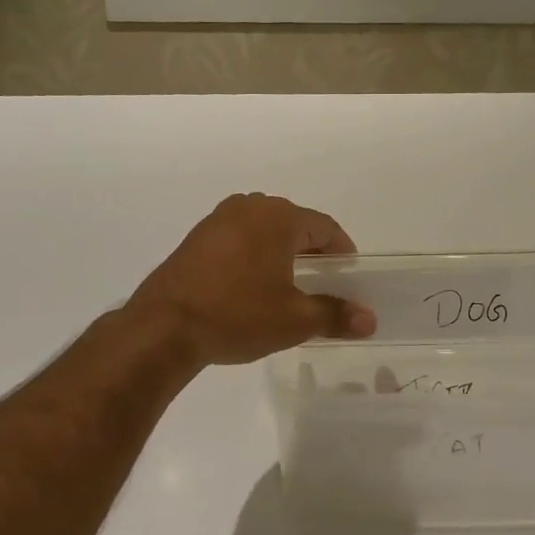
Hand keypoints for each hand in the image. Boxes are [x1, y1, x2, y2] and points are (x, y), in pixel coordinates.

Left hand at [128, 194, 376, 365]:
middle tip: (323, 281)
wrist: (164, 327)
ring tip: (287, 285)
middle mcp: (249, 207)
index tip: (350, 275)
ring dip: (280, 252)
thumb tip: (370, 320)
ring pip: (263, 230)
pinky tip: (251, 286)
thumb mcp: (294, 320)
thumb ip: (335, 315)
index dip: (342, 251)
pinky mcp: (196, 238)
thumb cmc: (238, 315)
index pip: (324, 228)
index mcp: (278, 217)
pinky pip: (238, 239)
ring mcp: (218, 220)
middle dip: (311, 251)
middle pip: (294, 224)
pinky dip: (253, 256)